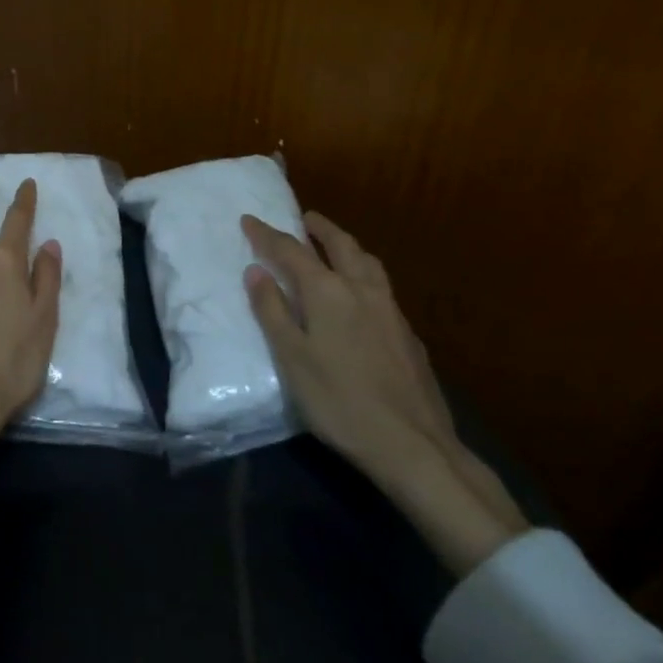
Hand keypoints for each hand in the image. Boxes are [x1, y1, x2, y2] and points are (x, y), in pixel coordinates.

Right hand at [243, 211, 526, 574]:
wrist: (413, 445)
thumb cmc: (338, 401)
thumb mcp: (291, 358)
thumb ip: (272, 310)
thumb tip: (256, 270)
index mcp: (328, 292)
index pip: (291, 251)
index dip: (267, 234)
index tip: (249, 219)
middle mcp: (362, 290)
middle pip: (341, 245)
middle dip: (320, 228)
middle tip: (305, 217)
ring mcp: (391, 311)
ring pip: (369, 263)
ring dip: (347, 246)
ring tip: (334, 245)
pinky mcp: (408, 334)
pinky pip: (382, 287)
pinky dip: (365, 274)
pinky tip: (361, 295)